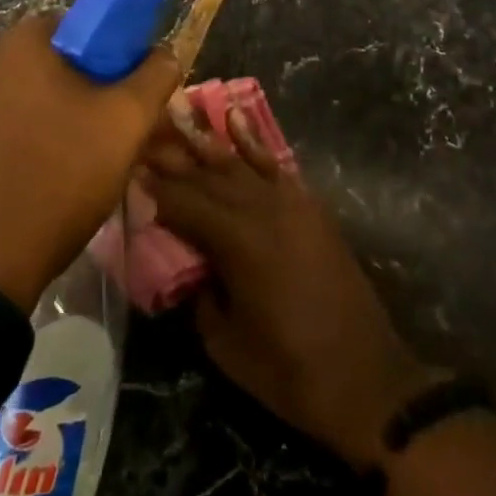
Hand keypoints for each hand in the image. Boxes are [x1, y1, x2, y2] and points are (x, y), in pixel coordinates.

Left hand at [0, 14, 180, 313]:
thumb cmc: (58, 175)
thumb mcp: (125, 122)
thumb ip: (155, 76)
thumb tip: (166, 53)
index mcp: (22, 40)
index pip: (89, 26)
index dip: (122, 56)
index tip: (137, 96)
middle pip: (64, 62)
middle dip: (100, 91)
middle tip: (123, 133)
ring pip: (40, 96)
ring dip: (73, 117)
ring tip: (97, 161)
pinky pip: (14, 122)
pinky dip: (41, 137)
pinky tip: (58, 175)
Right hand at [144, 107, 439, 467]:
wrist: (367, 380)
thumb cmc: (290, 372)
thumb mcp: (226, 344)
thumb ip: (199, 296)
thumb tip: (188, 266)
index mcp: (236, 242)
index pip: (183, 203)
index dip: (154, 187)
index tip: (128, 167)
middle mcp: (261, 209)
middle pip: (207, 175)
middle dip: (173, 156)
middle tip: (143, 136)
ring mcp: (290, 203)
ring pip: (237, 162)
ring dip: (205, 141)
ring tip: (177, 115)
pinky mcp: (310, 207)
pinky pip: (274, 164)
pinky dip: (252, 140)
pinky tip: (234, 119)